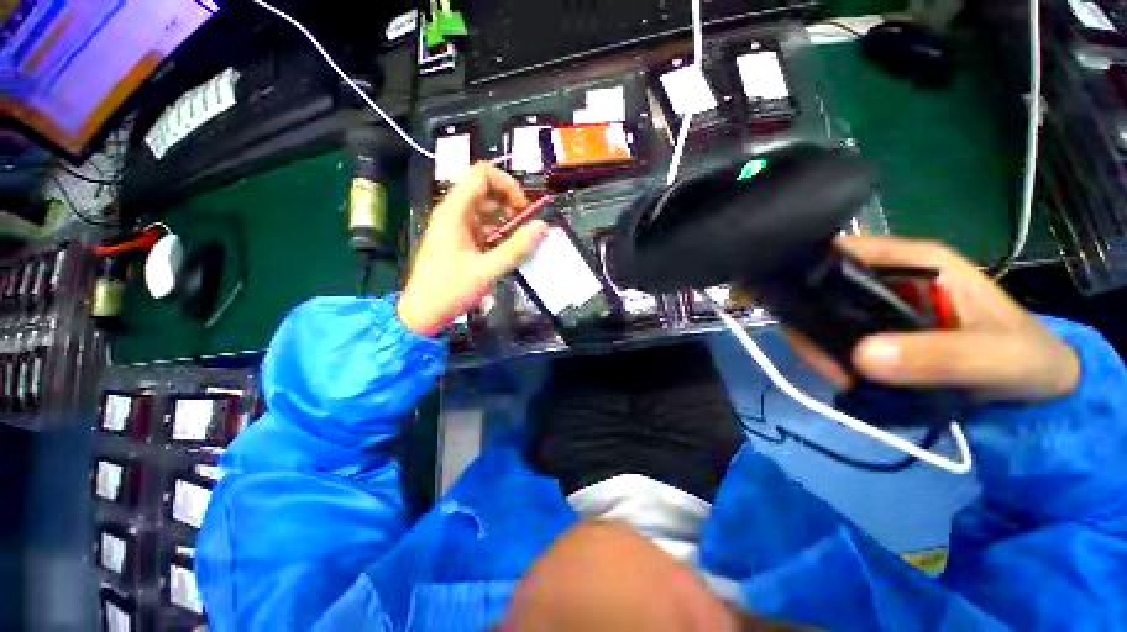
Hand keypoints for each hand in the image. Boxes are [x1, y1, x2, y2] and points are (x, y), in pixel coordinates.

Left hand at [398, 163, 548, 334]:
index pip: (482, 174)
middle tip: (526, 228)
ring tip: (521, 242)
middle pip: (487, 191)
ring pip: (487, 211)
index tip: (523, 208)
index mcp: (455, 211)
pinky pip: (484, 228)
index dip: (507, 184)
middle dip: (510, 204)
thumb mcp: (486, 270)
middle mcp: (455, 213)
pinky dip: (499, 235)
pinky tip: (509, 251)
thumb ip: (516, 249)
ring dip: (507, 221)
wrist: (423, 313)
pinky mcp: (461, 241)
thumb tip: (544, 227)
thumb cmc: (450, 290)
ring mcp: (457, 227)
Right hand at [788, 236, 1079, 402]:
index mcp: (913, 260)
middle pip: (818, 284)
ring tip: (835, 375)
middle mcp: (887, 274)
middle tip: (819, 360)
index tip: (788, 308)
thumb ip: (940, 356)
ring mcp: (878, 301)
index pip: (838, 251)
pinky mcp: (875, 326)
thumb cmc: (1027, 358)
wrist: (1040, 384)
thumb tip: (860, 357)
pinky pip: (833, 332)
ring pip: (819, 310)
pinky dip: (826, 352)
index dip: (803, 272)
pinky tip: (838, 373)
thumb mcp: (997, 358)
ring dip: (815, 341)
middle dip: (805, 318)